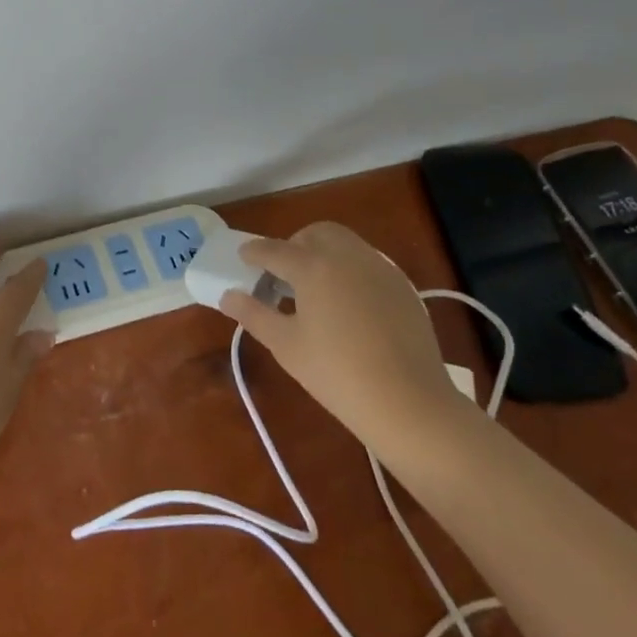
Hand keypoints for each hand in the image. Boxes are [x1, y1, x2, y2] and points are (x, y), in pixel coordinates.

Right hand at [218, 221, 468, 458]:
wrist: (409, 402)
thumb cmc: (336, 373)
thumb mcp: (286, 345)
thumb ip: (254, 314)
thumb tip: (228, 296)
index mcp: (313, 266)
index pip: (274, 250)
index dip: (255, 253)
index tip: (243, 257)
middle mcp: (347, 256)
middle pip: (315, 233)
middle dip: (294, 244)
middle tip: (282, 273)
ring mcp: (379, 268)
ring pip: (346, 243)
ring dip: (324, 253)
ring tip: (314, 287)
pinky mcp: (402, 286)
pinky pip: (368, 263)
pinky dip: (349, 269)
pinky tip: (346, 303)